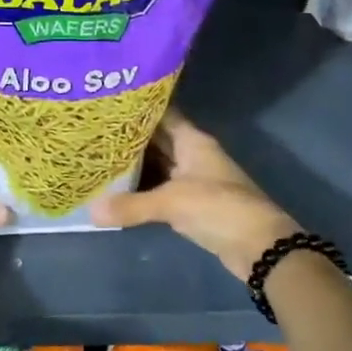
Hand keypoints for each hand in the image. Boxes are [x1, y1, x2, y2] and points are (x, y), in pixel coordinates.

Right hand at [90, 112, 297, 279]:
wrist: (260, 246)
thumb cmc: (218, 208)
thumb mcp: (171, 203)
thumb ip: (131, 205)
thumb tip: (91, 211)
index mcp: (192, 141)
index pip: (162, 114)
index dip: (137, 108)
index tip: (108, 104)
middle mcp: (192, 154)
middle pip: (157, 140)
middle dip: (129, 137)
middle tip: (94, 132)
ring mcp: (193, 180)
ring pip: (158, 165)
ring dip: (134, 164)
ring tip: (98, 157)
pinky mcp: (192, 204)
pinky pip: (160, 189)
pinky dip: (142, 188)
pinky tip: (117, 190)